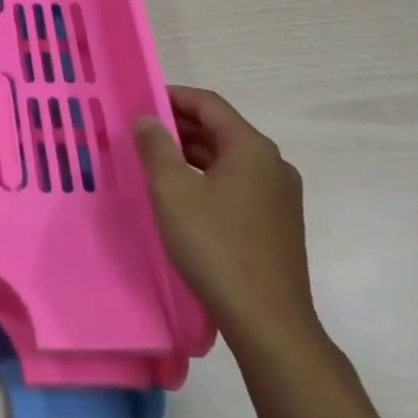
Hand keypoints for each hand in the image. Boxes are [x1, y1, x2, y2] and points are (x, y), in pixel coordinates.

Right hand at [135, 88, 319, 354]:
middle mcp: (273, 165)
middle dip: (179, 126)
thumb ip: (156, 148)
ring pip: (227, 159)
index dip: (172, 96)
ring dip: (190, 154)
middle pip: (220, 130)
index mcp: (252, 149)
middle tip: (139, 132)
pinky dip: (206, 178)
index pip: (209, 104)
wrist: (268, 321)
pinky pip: (236, 184)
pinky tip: (181, 195)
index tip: (139, 101)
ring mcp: (279, 197)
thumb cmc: (215, 246)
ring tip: (153, 161)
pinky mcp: (276, 223)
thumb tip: (148, 120)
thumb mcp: (172, 191)